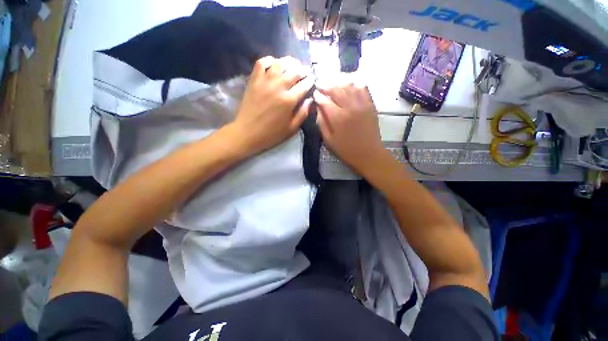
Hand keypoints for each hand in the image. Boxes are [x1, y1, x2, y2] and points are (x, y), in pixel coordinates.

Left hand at [230, 56, 313, 156]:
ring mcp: (264, 82)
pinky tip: (275, 63)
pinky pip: (261, 63)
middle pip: (294, 71)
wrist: (247, 133)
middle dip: (303, 70)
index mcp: (289, 101)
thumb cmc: (271, 134)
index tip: (313, 79)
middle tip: (306, 70)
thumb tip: (310, 100)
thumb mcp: (291, 129)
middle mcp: (278, 87)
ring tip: (294, 64)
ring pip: (279, 64)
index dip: (310, 80)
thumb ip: (302, 114)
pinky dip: (270, 60)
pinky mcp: (254, 80)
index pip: (304, 85)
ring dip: (289, 62)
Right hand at [314, 83, 386, 173]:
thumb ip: (321, 123)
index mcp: (338, 117)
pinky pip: (362, 89)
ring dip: (339, 83)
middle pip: (336, 90)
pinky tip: (349, 86)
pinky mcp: (370, 105)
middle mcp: (350, 107)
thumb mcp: (329, 141)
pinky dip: (354, 85)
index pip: (325, 101)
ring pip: (349, 86)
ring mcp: (362, 104)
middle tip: (320, 85)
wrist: (369, 154)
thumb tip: (318, 109)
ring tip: (332, 85)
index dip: (318, 96)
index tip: (314, 94)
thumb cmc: (346, 150)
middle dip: (326, 86)